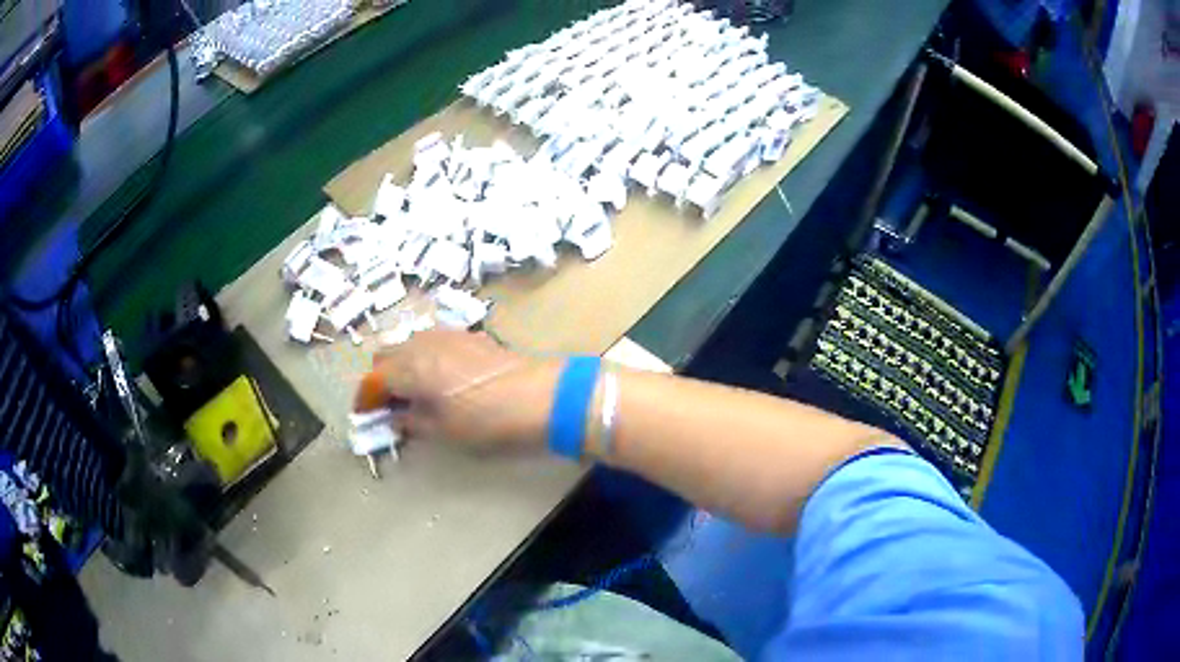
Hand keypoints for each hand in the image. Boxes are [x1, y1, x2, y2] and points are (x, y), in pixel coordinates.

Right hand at [355, 330, 558, 451]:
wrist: (537, 395)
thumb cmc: (485, 419)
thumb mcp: (442, 430)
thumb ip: (411, 421)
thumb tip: (395, 418)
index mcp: (409, 367)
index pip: (374, 379)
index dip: (365, 398)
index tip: (365, 415)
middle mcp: (421, 343)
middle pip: (386, 354)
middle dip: (380, 377)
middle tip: (387, 404)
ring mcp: (445, 334)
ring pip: (408, 343)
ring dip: (401, 364)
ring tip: (412, 391)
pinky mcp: (467, 334)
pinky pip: (431, 341)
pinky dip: (423, 357)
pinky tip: (438, 377)